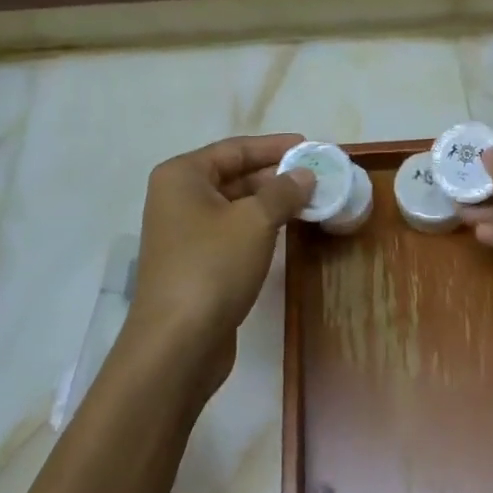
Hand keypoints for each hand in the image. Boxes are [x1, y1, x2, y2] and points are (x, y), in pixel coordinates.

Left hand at [129, 133, 313, 387]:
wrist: (176, 346)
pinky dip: (259, 226)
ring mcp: (183, 233)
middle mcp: (177, 198)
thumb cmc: (213, 267)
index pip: (236, 149)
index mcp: (182, 176)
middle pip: (234, 175)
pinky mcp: (194, 263)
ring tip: (310, 200)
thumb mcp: (256, 221)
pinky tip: (288, 229)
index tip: (309, 145)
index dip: (274, 146)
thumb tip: (305, 175)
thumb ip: (284, 191)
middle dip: (275, 175)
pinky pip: (232, 231)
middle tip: (316, 176)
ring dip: (271, 202)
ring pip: (235, 205)